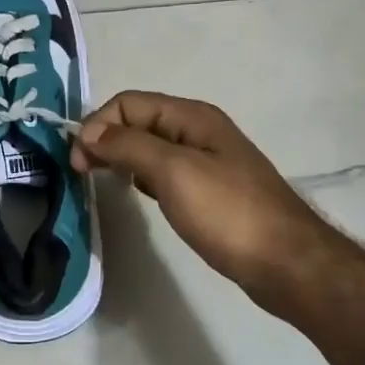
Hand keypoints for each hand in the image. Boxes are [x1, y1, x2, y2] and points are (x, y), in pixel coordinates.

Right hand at [72, 91, 323, 321]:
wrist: (286, 262)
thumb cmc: (227, 212)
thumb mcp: (174, 171)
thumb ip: (129, 146)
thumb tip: (89, 133)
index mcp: (191, 117)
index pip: (129, 102)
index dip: (98, 124)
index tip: (78, 160)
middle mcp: (198, 132)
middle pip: (138, 121)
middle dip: (105, 138)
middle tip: (80, 172)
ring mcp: (205, 162)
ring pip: (150, 148)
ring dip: (121, 157)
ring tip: (99, 179)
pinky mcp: (208, 192)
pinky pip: (164, 172)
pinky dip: (141, 177)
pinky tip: (136, 193)